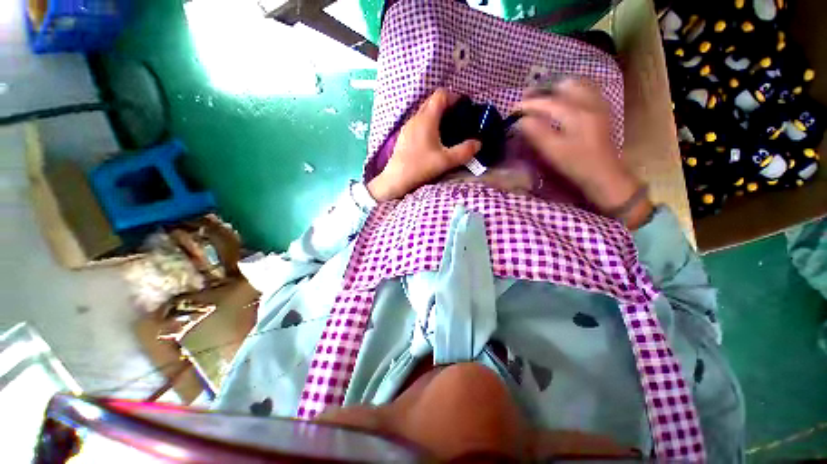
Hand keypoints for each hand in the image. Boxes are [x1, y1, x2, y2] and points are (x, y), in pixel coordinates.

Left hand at [368, 89, 481, 201]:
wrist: (396, 180)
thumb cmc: (421, 167)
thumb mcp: (446, 161)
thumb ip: (465, 151)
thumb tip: (478, 143)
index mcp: (427, 119)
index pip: (440, 95)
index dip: (454, 97)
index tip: (464, 109)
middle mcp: (416, 118)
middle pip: (432, 102)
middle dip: (447, 106)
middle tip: (458, 120)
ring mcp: (407, 127)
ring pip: (424, 112)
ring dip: (437, 116)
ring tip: (447, 131)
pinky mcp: (404, 136)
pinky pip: (418, 123)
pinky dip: (428, 125)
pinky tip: (432, 140)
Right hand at [516, 79, 651, 228]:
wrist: (604, 174)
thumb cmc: (576, 164)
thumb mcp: (552, 151)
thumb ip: (536, 133)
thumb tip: (521, 120)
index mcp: (575, 114)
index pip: (546, 102)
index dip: (527, 105)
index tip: (512, 110)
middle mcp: (588, 103)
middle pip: (564, 84)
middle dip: (543, 90)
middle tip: (527, 99)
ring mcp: (597, 105)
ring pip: (577, 84)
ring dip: (557, 87)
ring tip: (543, 96)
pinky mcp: (601, 111)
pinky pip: (586, 90)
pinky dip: (571, 91)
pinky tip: (564, 99)